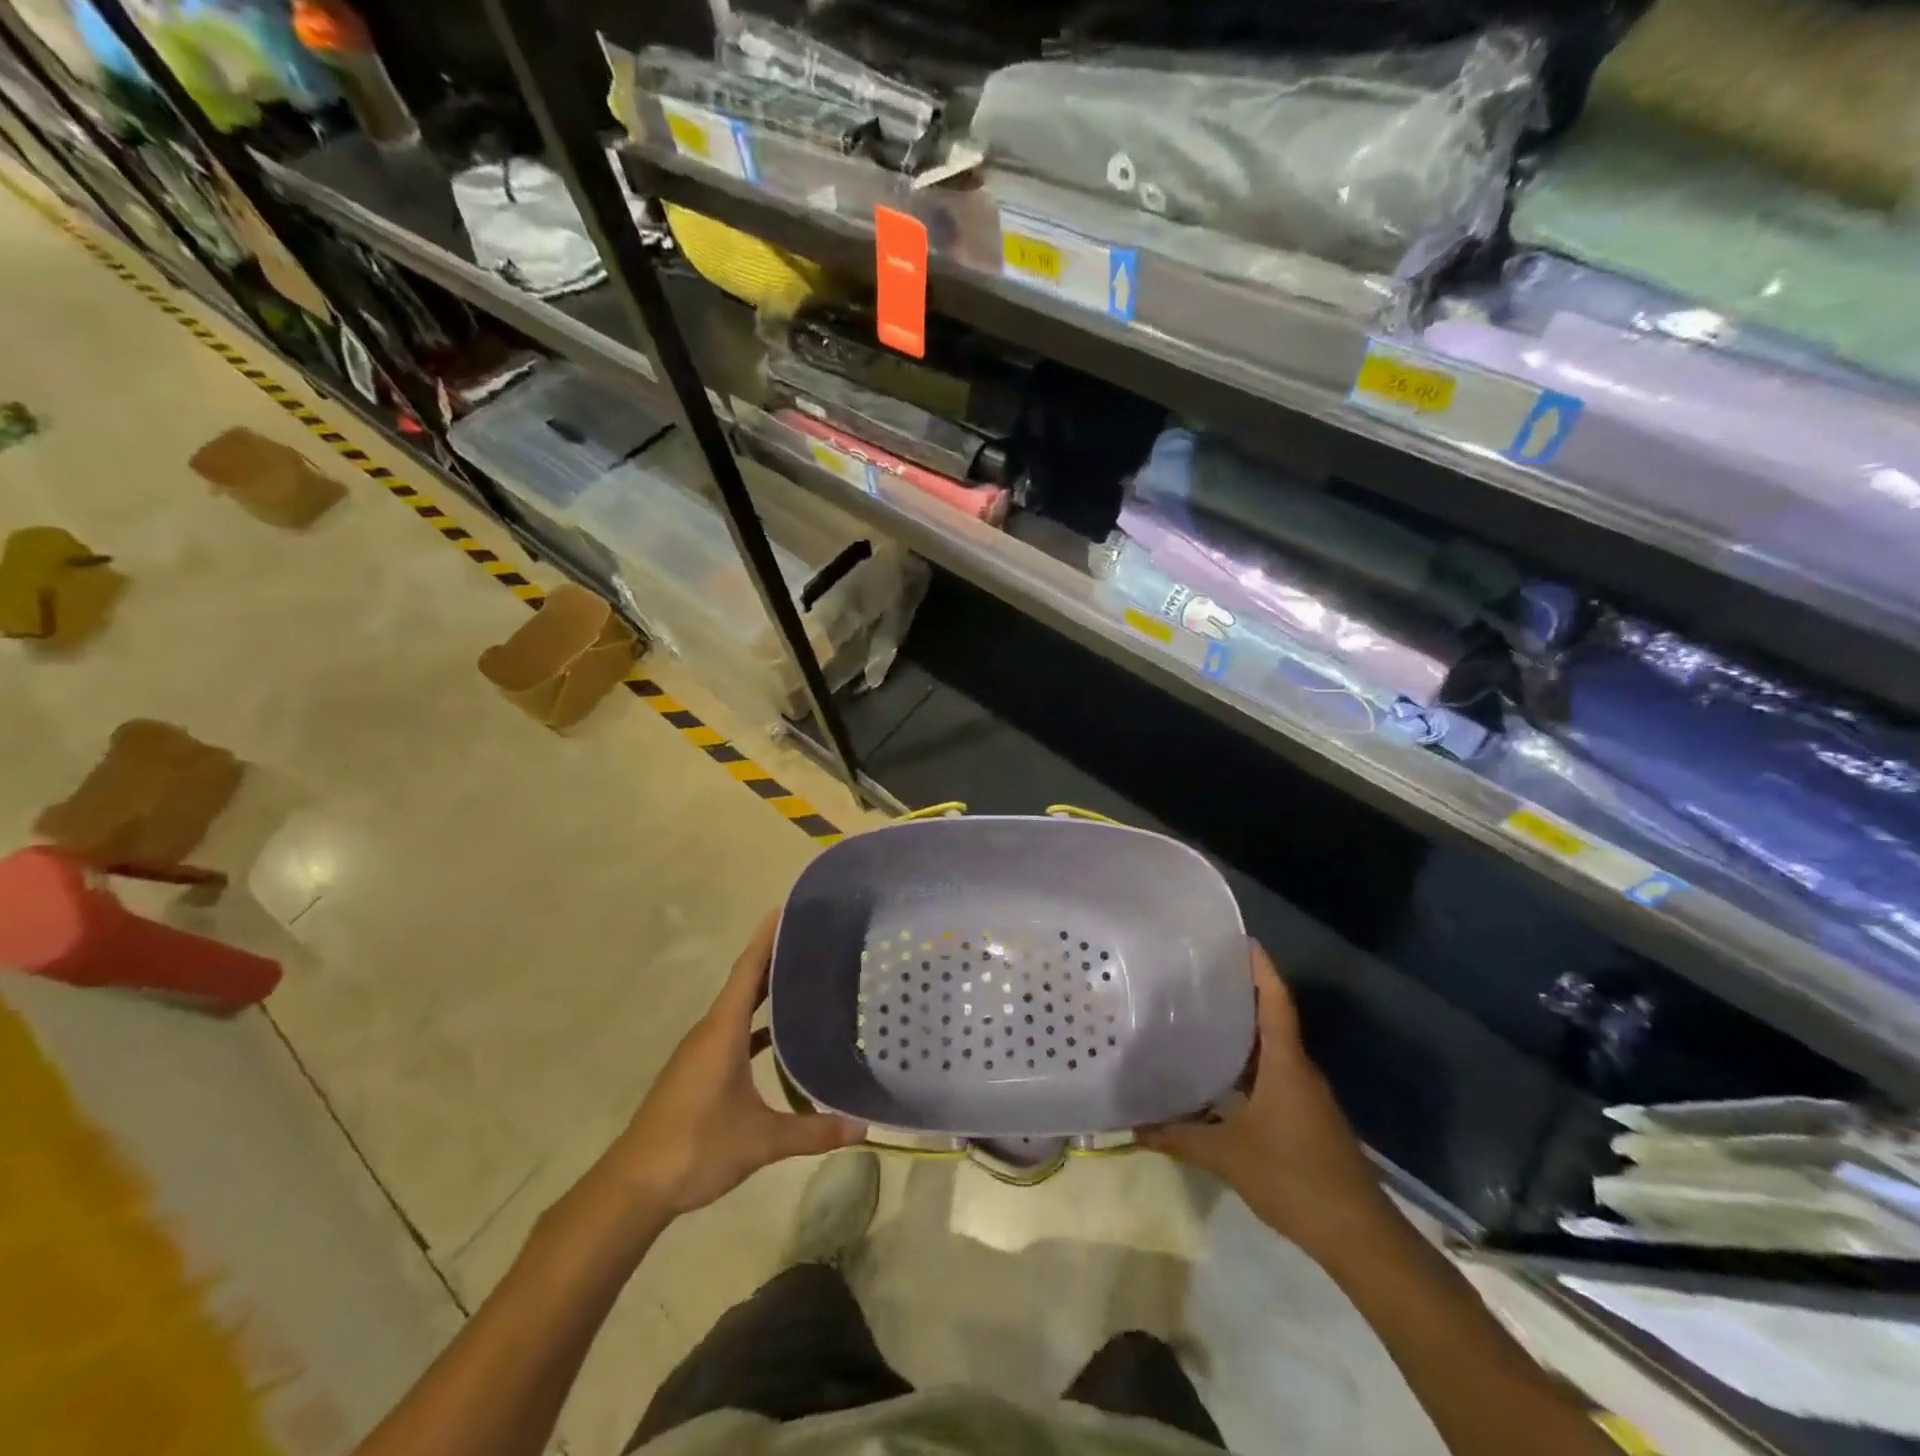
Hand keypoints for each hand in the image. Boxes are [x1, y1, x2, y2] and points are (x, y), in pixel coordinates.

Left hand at [601, 910, 865, 1218]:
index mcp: (722, 1031)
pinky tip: (778, 1038)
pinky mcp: (697, 1072)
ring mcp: (700, 1052)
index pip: (748, 970)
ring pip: (737, 1009)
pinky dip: (755, 1026)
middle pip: (744, 983)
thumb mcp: (761, 1140)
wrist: (634, 1186)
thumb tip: (863, 1127)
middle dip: (773, 958)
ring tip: (802, 979)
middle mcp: (710, 1032)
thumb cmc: (696, 1146)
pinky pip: (732, 1033)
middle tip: (811, 940)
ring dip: (765, 991)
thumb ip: (813, 1131)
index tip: (785, 909)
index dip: (766, 938)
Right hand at [1140, 941, 1382, 1245]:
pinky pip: (1275, 1073)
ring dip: (1243, 1030)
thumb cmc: (1294, 1178)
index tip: (1240, 939)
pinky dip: (1249, 1062)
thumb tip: (1133, 1126)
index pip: (1276, 1000)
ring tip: (1200, 1015)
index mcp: (1286, 1063)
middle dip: (1241, 992)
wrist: (1359, 1236)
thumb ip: (1179, 1137)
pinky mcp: (1306, 1117)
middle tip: (1198, 974)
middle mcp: (1299, 1069)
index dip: (1260, 967)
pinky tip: (1219, 1072)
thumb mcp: (1227, 1156)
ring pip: (1273, 1048)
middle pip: (1272, 1017)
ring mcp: (1306, 1094)